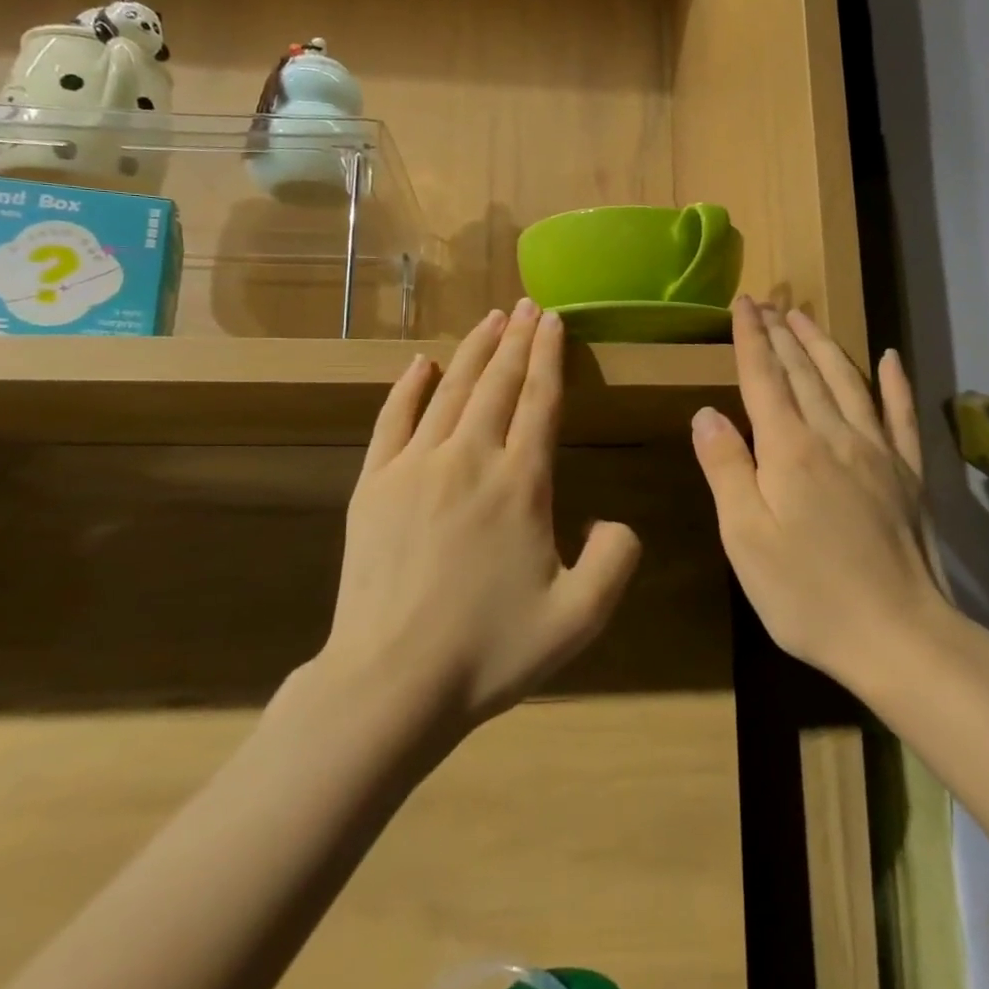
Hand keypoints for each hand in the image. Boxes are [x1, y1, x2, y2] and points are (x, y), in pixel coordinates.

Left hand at [328, 300, 642, 734]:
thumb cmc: (489, 651)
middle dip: (517, 340)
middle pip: (498, 384)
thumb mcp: (579, 617)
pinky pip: (393, 420)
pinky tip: (421, 364)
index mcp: (520, 483)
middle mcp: (469, 458)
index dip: (550, 356)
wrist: (390, 684)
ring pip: (451, 391)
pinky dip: (409, 387)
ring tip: (491, 320)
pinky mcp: (372, 485)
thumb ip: (616, 559)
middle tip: (527, 305)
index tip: (554, 320)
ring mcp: (414, 467)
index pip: (540, 401)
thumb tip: (613, 521)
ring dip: (474, 351)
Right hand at [691, 297, 948, 690]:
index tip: (742, 304)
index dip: (751, 339)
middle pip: (804, 372)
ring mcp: (878, 452)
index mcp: (790, 450)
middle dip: (782, 333)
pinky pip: (902, 415)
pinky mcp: (909, 474)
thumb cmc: (807, 594)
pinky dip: (895, 383)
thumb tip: (707, 413)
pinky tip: (891, 358)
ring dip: (824, 345)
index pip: (764, 379)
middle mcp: (835, 436)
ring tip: (806, 317)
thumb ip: (726, 469)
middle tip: (767, 301)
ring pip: (848, 381)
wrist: (899, 636)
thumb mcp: (746, 538)